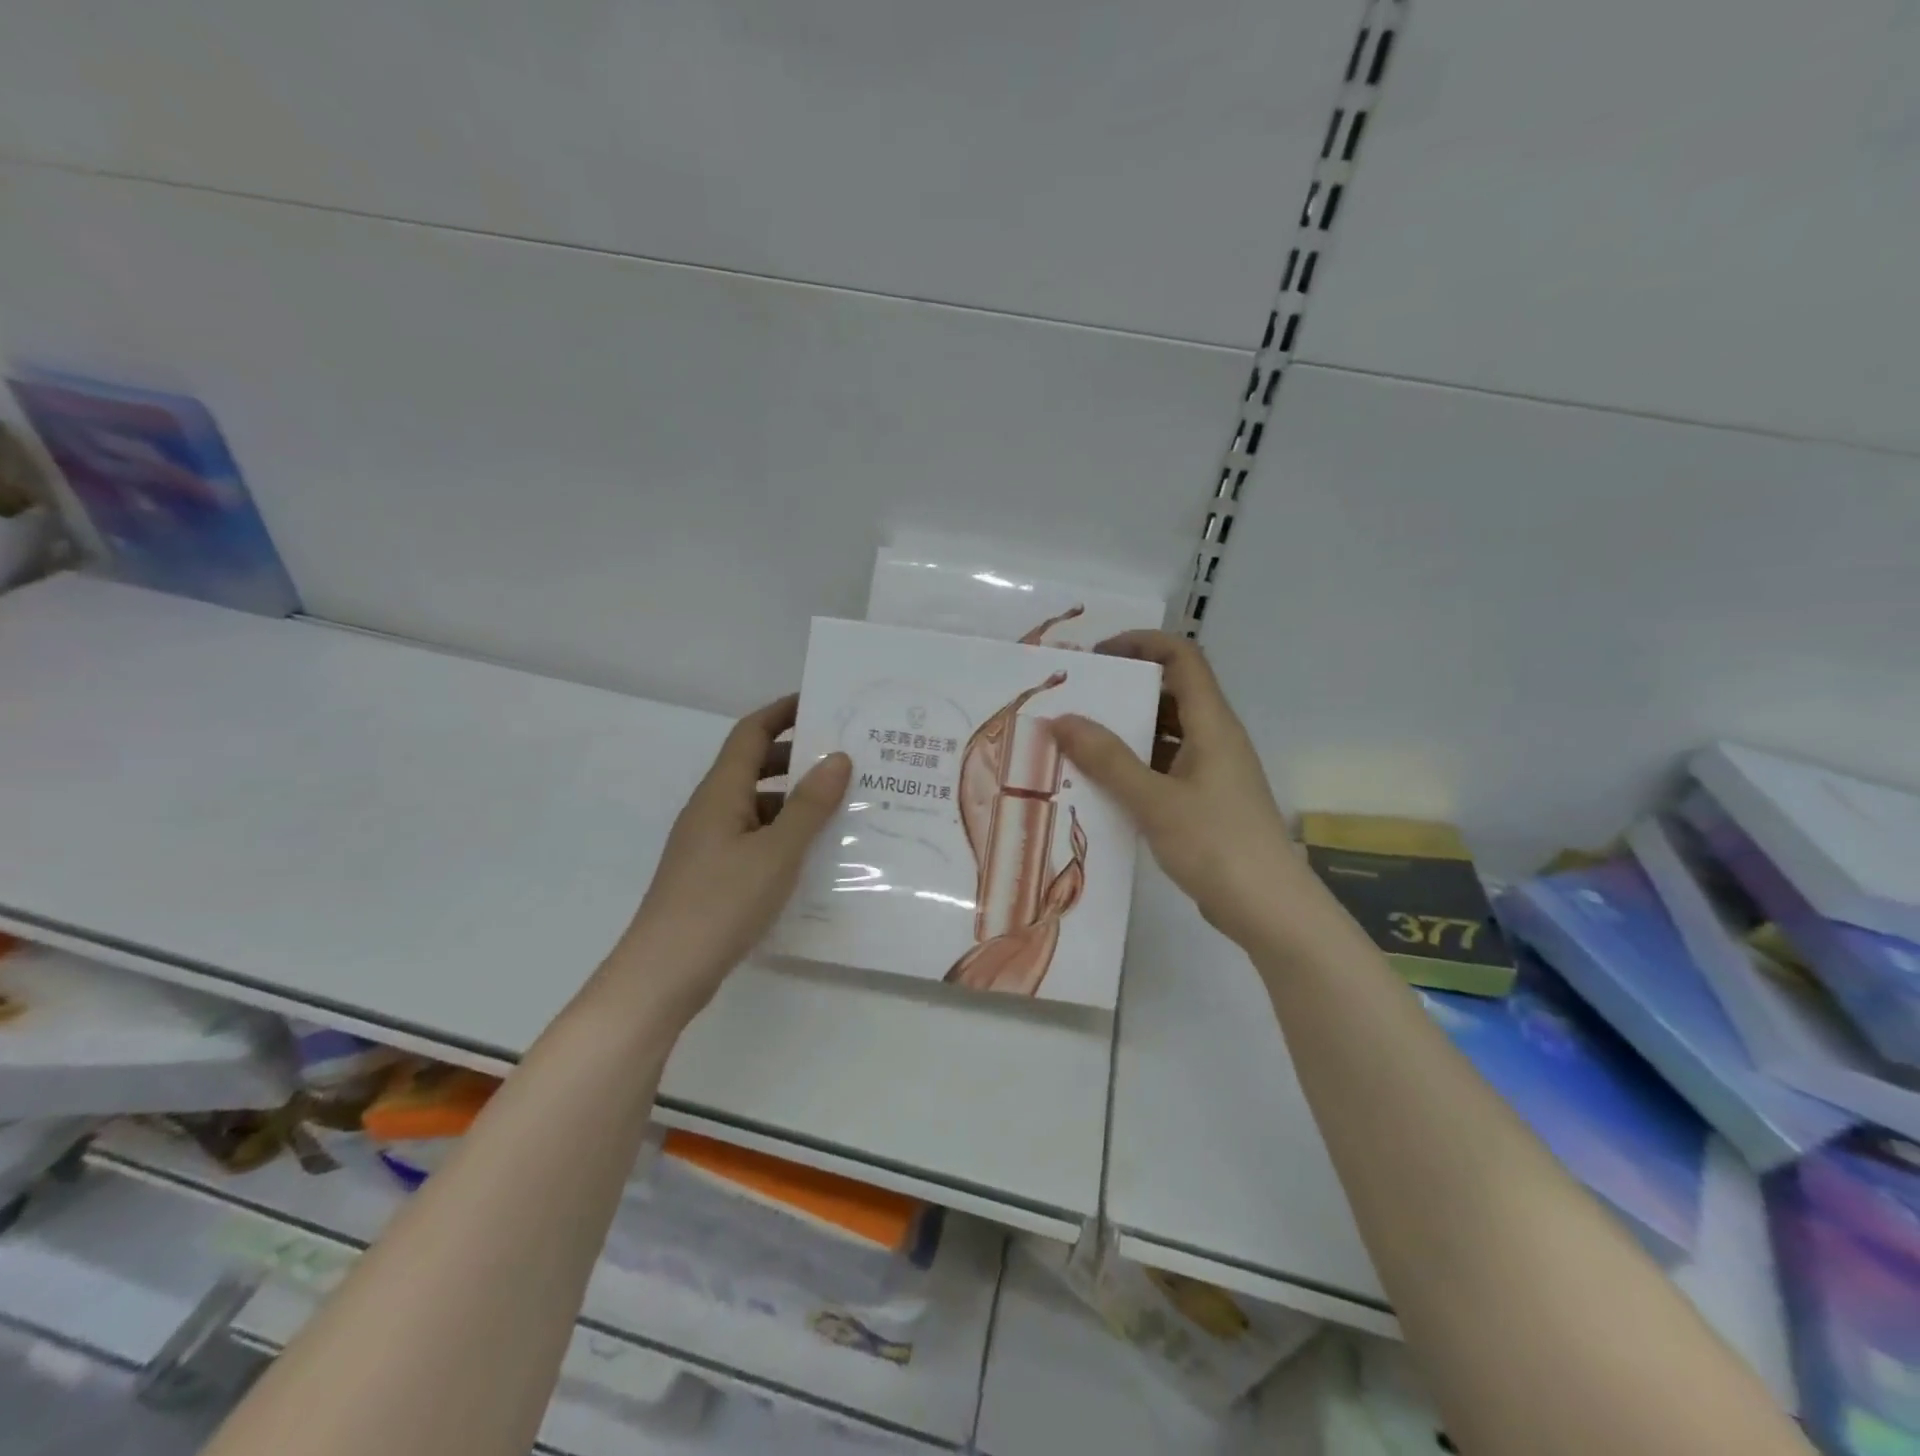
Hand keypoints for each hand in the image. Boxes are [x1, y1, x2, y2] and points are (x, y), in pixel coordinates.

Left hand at [604, 695, 850, 1023]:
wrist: (664, 973)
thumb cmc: (721, 903)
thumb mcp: (777, 852)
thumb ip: (810, 805)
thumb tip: (839, 757)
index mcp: (721, 792)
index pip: (751, 732)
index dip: (784, 712)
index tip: (822, 702)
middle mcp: (711, 808)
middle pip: (754, 764)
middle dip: (797, 755)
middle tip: (845, 757)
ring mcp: (709, 842)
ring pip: (756, 803)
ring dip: (794, 797)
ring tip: (841, 804)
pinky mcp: (713, 872)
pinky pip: (754, 835)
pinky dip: (783, 831)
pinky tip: (813, 851)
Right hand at [1050, 631, 1315, 949]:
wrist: (1269, 910)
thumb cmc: (1217, 845)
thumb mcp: (1155, 801)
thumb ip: (1108, 760)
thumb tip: (1062, 719)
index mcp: (1212, 725)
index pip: (1182, 659)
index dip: (1143, 644)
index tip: (1099, 656)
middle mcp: (1215, 739)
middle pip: (1171, 694)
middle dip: (1125, 690)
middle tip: (1077, 701)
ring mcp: (1213, 773)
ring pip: (1166, 735)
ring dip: (1126, 733)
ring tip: (1078, 742)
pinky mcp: (1206, 803)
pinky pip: (1165, 768)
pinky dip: (1135, 767)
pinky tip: (1102, 785)